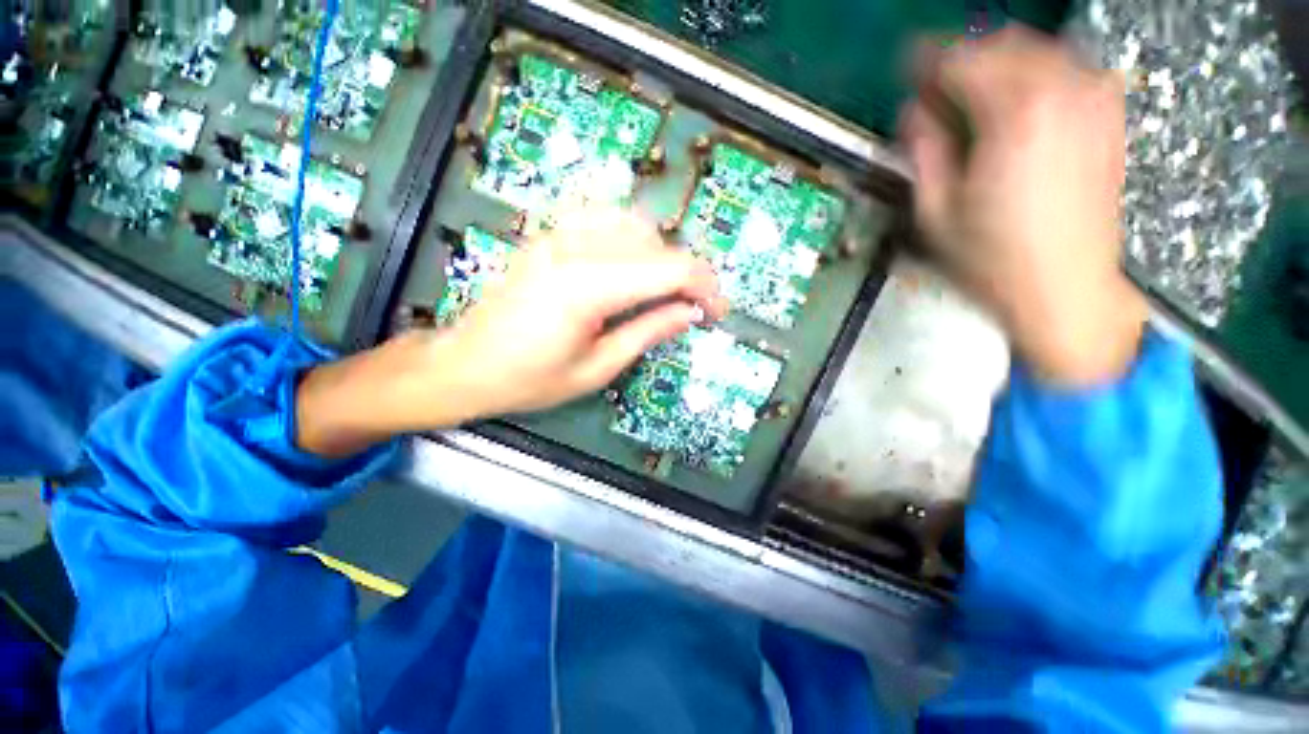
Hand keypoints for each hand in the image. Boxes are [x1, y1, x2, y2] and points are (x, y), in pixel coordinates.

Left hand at [444, 208, 727, 415]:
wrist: (467, 364)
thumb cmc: (530, 379)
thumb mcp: (597, 367)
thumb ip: (648, 332)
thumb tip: (690, 313)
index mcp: (587, 287)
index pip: (669, 268)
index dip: (704, 287)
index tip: (717, 310)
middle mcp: (575, 249)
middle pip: (656, 244)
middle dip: (688, 275)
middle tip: (695, 307)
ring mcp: (559, 236)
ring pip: (635, 226)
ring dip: (662, 256)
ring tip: (665, 291)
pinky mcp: (551, 237)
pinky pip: (605, 220)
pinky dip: (633, 239)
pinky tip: (634, 266)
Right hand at [902, 27, 1147, 386]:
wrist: (1068, 290)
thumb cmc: (992, 259)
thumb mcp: (935, 212)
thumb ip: (923, 151)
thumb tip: (914, 113)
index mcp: (1012, 114)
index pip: (960, 60)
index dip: (926, 63)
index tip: (905, 70)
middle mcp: (1061, 90)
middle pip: (1001, 44)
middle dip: (961, 58)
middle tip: (934, 88)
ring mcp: (1093, 100)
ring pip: (1038, 50)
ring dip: (997, 63)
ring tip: (971, 94)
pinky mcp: (1108, 117)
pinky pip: (1069, 69)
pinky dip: (1035, 73)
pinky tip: (1017, 102)